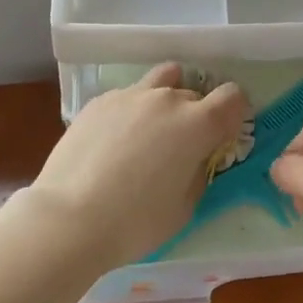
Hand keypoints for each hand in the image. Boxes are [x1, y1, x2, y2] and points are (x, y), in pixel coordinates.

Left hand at [23, 63, 248, 268]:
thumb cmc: (135, 222)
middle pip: (196, 94)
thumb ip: (198, 172)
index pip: (233, 96)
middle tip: (182, 147)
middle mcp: (168, 99)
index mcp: (198, 124)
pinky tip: (115, 141)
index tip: (223, 135)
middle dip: (197, 115)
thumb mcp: (184, 207)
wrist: (68, 219)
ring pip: (162, 80)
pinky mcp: (100, 101)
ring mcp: (131, 95)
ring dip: (166, 98)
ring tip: (152, 129)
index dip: (234, 114)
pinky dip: (132, 111)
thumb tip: (195, 158)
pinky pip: (129, 96)